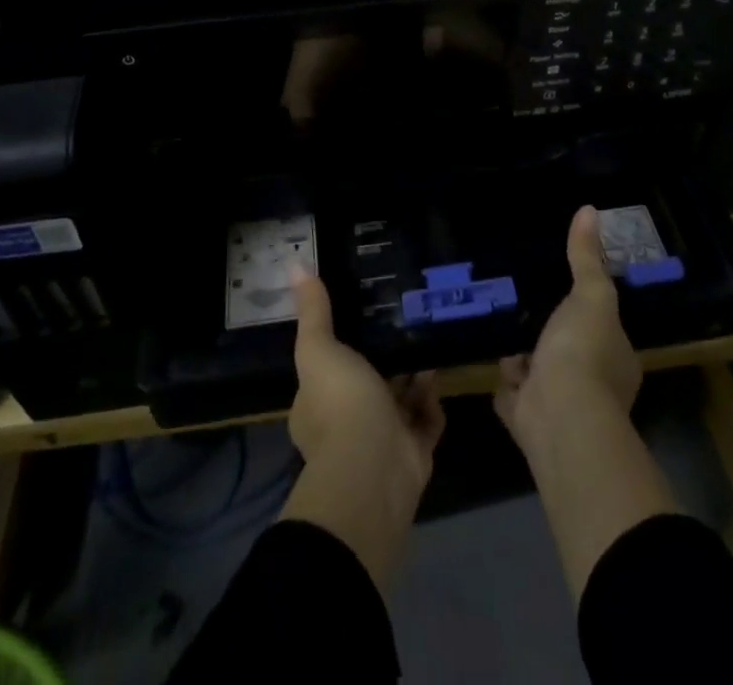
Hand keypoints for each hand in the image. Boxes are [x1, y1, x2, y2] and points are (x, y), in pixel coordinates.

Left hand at [278, 268, 443, 588]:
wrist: (375, 468)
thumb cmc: (341, 404)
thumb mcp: (320, 349)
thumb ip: (313, 312)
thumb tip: (294, 264)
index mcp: (316, 406)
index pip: (327, 371)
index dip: (342, 347)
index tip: (362, 315)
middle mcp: (346, 425)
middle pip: (367, 384)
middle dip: (385, 358)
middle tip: (403, 322)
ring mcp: (380, 442)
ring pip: (399, 401)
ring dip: (413, 375)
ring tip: (426, 337)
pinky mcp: (413, 453)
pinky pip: (425, 420)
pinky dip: (431, 400)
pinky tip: (437, 371)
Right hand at [494, 206, 674, 596]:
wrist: (560, 418)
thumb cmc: (584, 352)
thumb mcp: (590, 295)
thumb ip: (586, 258)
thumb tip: (588, 209)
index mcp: (615, 358)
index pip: (603, 329)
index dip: (587, 312)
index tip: (567, 291)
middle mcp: (594, 385)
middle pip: (569, 351)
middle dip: (550, 334)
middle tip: (526, 304)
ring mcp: (560, 405)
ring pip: (540, 374)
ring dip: (524, 358)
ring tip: (504, 324)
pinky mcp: (529, 420)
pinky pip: (514, 396)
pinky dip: (505, 384)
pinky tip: (492, 360)